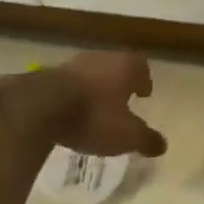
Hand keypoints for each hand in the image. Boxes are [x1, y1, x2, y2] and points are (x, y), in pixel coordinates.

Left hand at [53, 52, 167, 157]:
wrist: (41, 107)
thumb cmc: (94, 117)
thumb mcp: (126, 135)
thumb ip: (146, 139)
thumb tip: (162, 145)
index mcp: (125, 67)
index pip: (141, 66)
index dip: (144, 79)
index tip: (144, 93)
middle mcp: (100, 58)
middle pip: (115, 66)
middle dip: (119, 83)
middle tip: (122, 100)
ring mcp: (72, 64)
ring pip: (91, 74)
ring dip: (95, 88)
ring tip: (96, 108)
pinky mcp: (48, 75)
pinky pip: (69, 84)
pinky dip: (74, 95)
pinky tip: (72, 112)